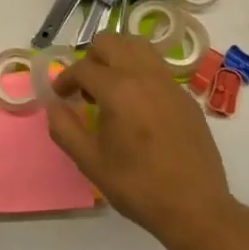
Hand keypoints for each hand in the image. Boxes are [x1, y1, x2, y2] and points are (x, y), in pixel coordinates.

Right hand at [49, 33, 237, 249]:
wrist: (195, 208)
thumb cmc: (138, 186)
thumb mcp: (91, 162)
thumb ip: (64, 129)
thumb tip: (53, 106)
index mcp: (118, 89)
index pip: (82, 68)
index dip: (65, 79)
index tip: (60, 96)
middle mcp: (145, 75)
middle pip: (111, 42)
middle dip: (91, 58)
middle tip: (85, 87)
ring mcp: (170, 83)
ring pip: (138, 46)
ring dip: (118, 56)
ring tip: (111, 86)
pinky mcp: (186, 96)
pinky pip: (157, 67)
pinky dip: (140, 72)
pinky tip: (138, 104)